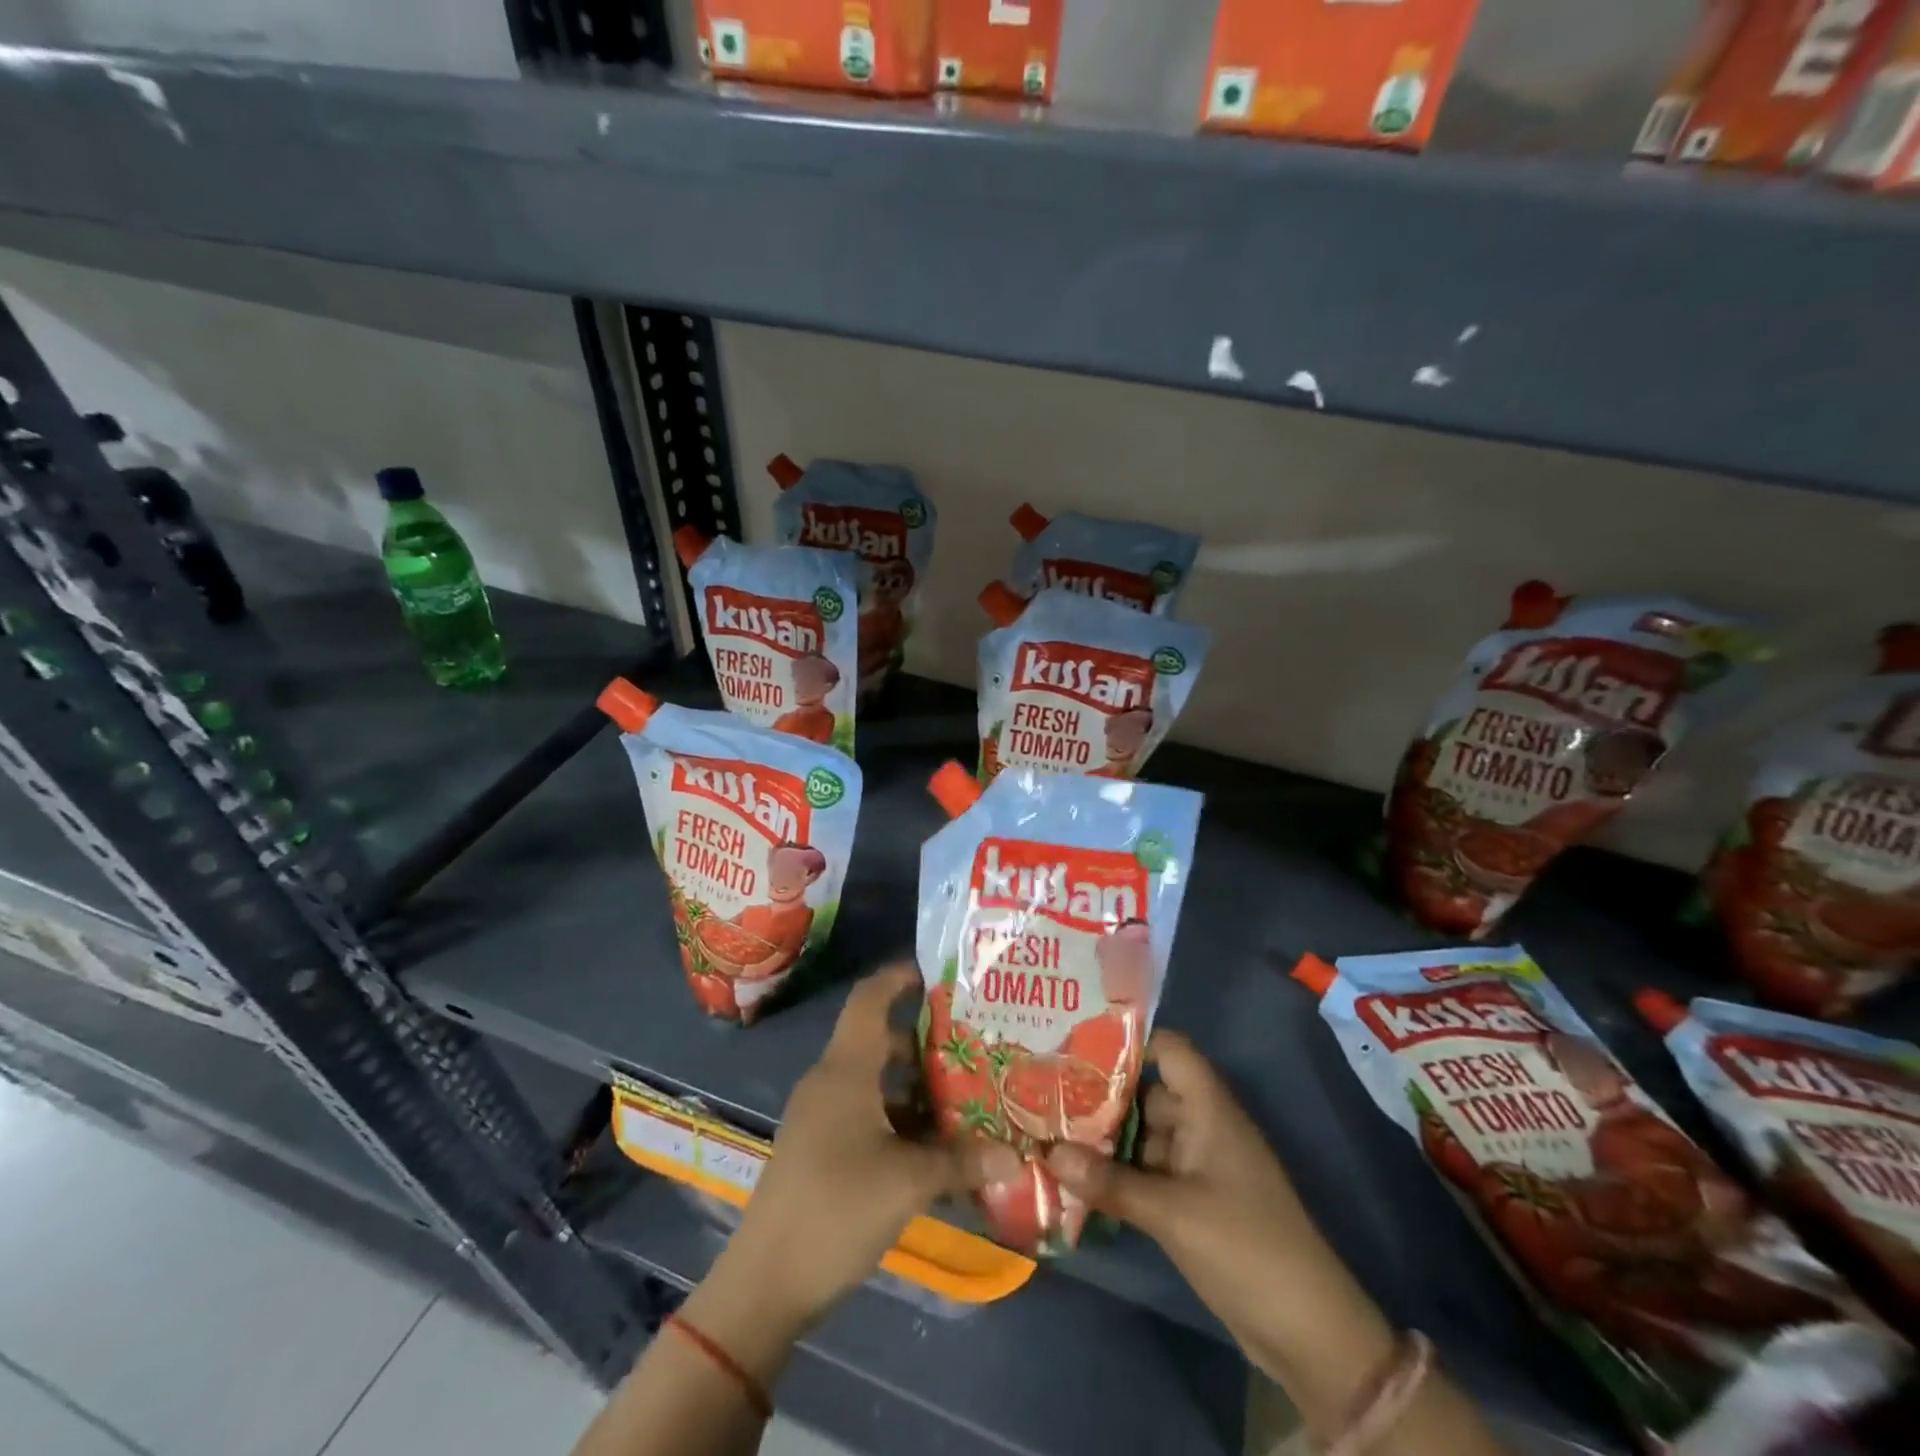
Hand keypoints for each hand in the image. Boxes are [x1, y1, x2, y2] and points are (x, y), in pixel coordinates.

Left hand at [714, 966, 1018, 1338]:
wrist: (765, 1282)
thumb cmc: (837, 1209)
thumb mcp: (908, 1182)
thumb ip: (961, 1162)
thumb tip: (1014, 1156)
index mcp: (846, 1069)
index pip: (870, 998)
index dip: (900, 977)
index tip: (941, 973)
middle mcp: (831, 1080)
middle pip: (880, 1040)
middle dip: (926, 1041)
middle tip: (974, 1045)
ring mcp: (821, 1115)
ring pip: (875, 1080)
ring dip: (916, 1086)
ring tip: (965, 1097)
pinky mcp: (819, 1147)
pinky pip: (865, 1113)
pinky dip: (898, 1118)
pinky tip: (934, 1147)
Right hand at [1046, 1031, 1397, 1427]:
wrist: (1309, 1334)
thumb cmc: (1245, 1248)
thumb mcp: (1172, 1214)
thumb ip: (1109, 1181)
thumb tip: (1048, 1152)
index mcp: (1209, 1109)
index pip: (1169, 1050)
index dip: (1129, 1042)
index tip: (1075, 1046)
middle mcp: (1203, 1127)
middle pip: (1147, 1093)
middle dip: (1101, 1096)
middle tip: (1045, 1094)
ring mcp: (1199, 1166)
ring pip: (1144, 1136)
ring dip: (1105, 1140)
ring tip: (1049, 1133)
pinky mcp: (1193, 1202)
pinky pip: (1149, 1173)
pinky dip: (1119, 1174)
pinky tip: (1077, 1179)